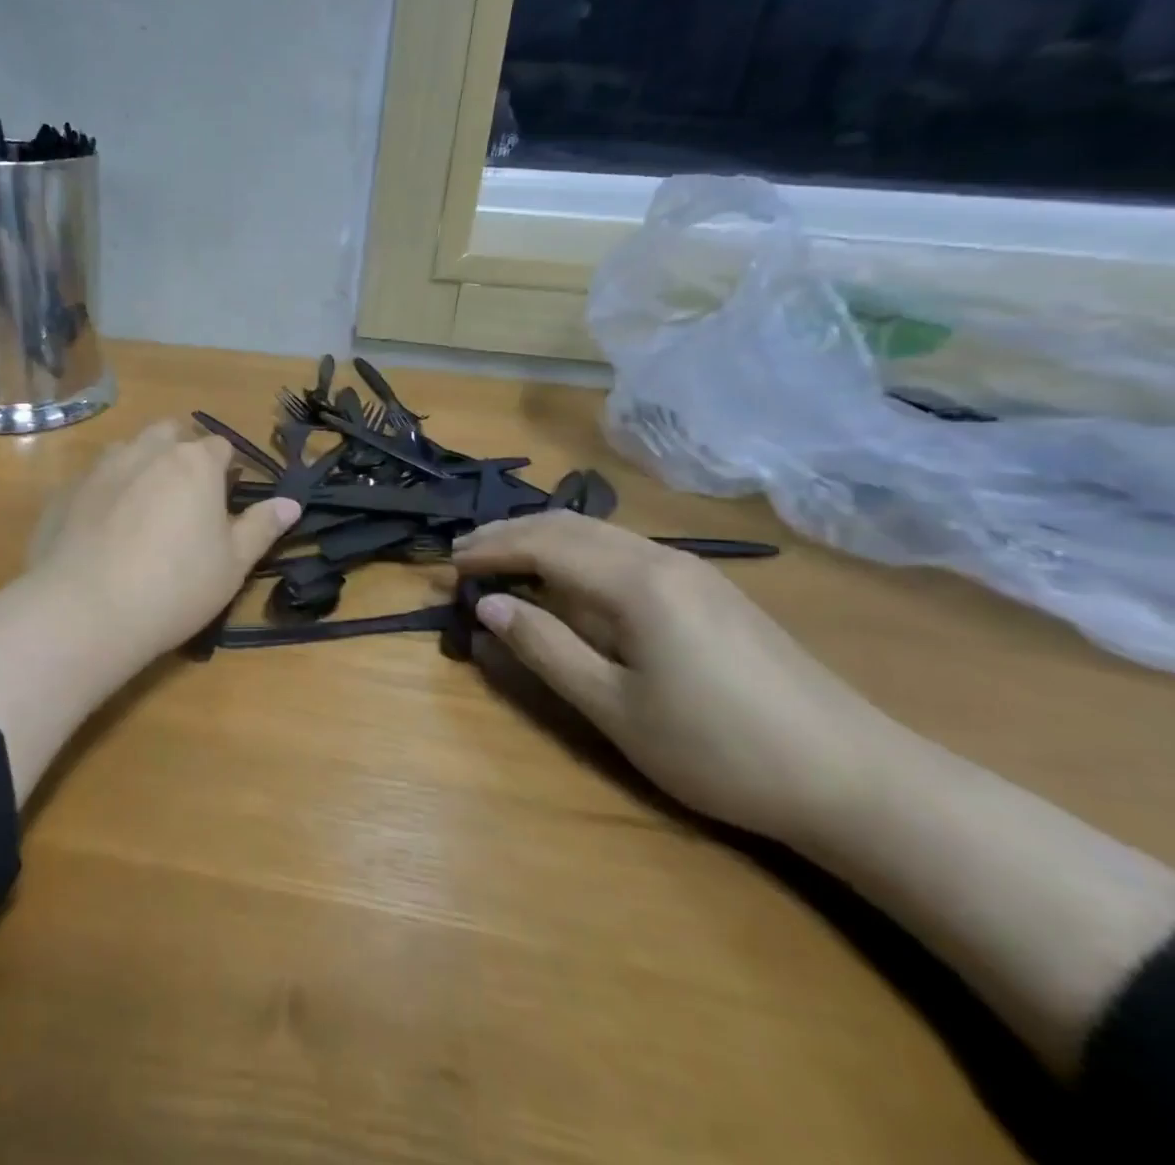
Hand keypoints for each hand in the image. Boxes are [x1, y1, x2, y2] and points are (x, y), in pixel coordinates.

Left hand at [29, 420, 300, 668]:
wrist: (86, 611)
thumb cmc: (175, 587)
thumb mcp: (233, 564)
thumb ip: (261, 527)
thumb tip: (291, 503)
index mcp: (194, 463)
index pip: (220, 446)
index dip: (226, 470)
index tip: (224, 500)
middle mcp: (146, 450)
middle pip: (170, 434)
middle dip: (181, 453)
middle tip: (184, 499)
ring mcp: (100, 467)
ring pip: (128, 451)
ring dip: (140, 466)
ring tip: (142, 511)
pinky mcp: (65, 490)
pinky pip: (93, 480)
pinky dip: (104, 493)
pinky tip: (102, 532)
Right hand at [452, 512, 891, 843]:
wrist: (855, 778)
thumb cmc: (720, 749)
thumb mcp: (615, 708)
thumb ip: (546, 649)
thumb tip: (491, 606)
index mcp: (635, 582)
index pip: (543, 544)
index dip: (491, 550)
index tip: (448, 565)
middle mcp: (661, 558)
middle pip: (569, 526)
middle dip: (510, 534)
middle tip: (464, 555)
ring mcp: (693, 570)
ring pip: (599, 533)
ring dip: (544, 539)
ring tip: (504, 560)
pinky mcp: (711, 590)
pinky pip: (625, 550)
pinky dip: (578, 553)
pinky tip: (570, 578)